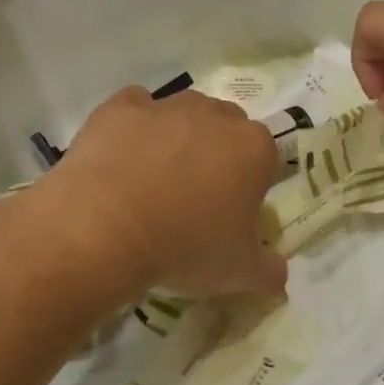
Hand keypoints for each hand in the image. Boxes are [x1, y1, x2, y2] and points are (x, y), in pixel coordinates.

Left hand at [47, 86, 287, 298]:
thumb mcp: (239, 273)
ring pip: (183, 114)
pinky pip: (135, 108)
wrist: (104, 228)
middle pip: (226, 128)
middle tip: (195, 198)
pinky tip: (123, 158)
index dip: (250, 185)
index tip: (231, 213)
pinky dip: (134, 126)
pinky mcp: (122, 107)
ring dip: (178, 137)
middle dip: (217, 154)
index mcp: (254, 148)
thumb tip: (279, 278)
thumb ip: (269, 272)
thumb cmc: (186, 246)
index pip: (265, 158)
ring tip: (154, 181)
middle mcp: (216, 115)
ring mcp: (167, 106)